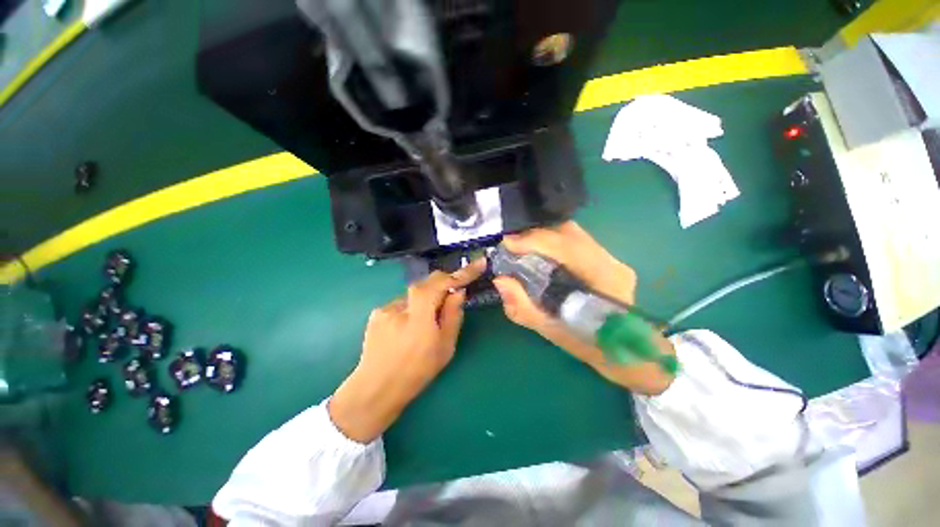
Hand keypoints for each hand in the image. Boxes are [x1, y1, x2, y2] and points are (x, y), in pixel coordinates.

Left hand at [329, 258, 486, 442]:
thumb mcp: (445, 347)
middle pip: (427, 283)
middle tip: (454, 293)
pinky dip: (412, 307)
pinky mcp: (377, 312)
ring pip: (414, 294)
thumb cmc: (417, 372)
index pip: (441, 283)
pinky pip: (403, 302)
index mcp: (419, 318)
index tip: (479, 263)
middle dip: (444, 283)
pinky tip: (408, 327)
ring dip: (426, 299)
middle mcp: (400, 306)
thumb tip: (459, 291)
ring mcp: (386, 308)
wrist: (376, 389)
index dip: (462, 272)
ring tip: (426, 322)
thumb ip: (452, 315)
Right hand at [492, 222, 674, 395]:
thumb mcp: (552, 332)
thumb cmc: (590, 346)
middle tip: (513, 246)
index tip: (507, 244)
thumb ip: (523, 308)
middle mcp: (612, 263)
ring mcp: (613, 259)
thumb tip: (500, 281)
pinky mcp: (608, 259)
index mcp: (604, 282)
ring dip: (544, 237)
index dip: (535, 240)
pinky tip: (541, 253)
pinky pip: (575, 241)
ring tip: (523, 248)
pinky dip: (553, 242)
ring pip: (573, 234)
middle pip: (570, 233)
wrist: (625, 351)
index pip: (567, 248)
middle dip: (536, 236)